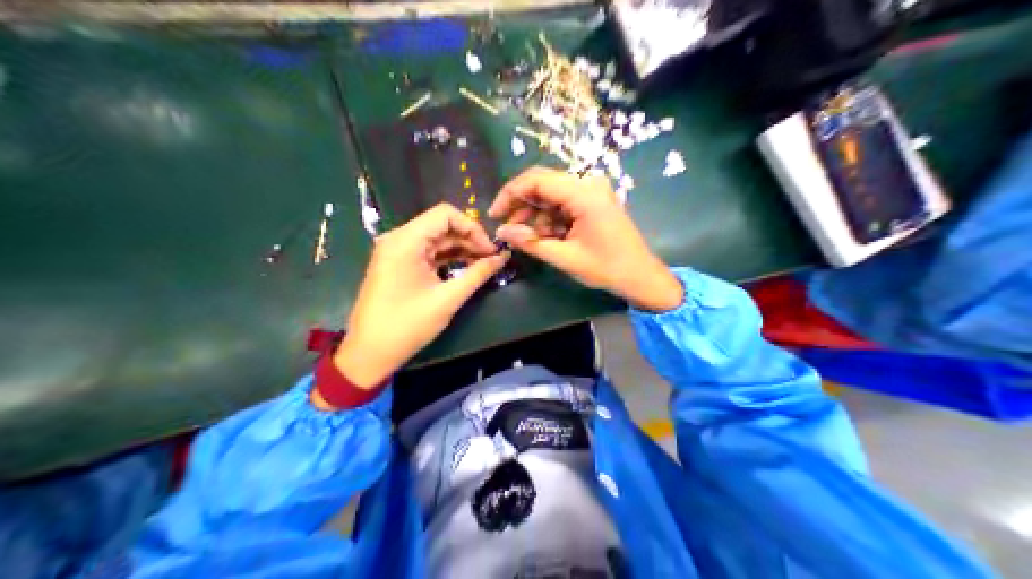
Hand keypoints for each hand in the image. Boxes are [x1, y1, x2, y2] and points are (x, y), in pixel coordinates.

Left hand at [329, 204, 508, 393]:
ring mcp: (394, 251)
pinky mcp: (395, 264)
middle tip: (491, 258)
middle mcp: (397, 238)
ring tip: (482, 264)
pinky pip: (425, 251)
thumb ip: (477, 274)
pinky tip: (464, 268)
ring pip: (434, 238)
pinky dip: (445, 257)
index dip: (472, 228)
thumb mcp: (447, 299)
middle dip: (468, 238)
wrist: (369, 352)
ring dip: (459, 248)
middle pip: (440, 225)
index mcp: (405, 241)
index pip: (445, 214)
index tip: (490, 250)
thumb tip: (502, 258)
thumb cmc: (407, 325)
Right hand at [488, 166, 682, 314]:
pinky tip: (544, 237)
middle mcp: (588, 184)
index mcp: (583, 193)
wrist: (642, 277)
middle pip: (542, 183)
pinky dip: (549, 218)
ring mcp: (592, 191)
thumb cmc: (607, 269)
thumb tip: (501, 232)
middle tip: (505, 228)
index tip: (494, 215)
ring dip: (535, 214)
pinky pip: (563, 202)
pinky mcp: (594, 201)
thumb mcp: (565, 258)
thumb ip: (531, 243)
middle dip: (520, 204)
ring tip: (525, 239)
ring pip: (551, 193)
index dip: (510, 195)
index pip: (536, 180)